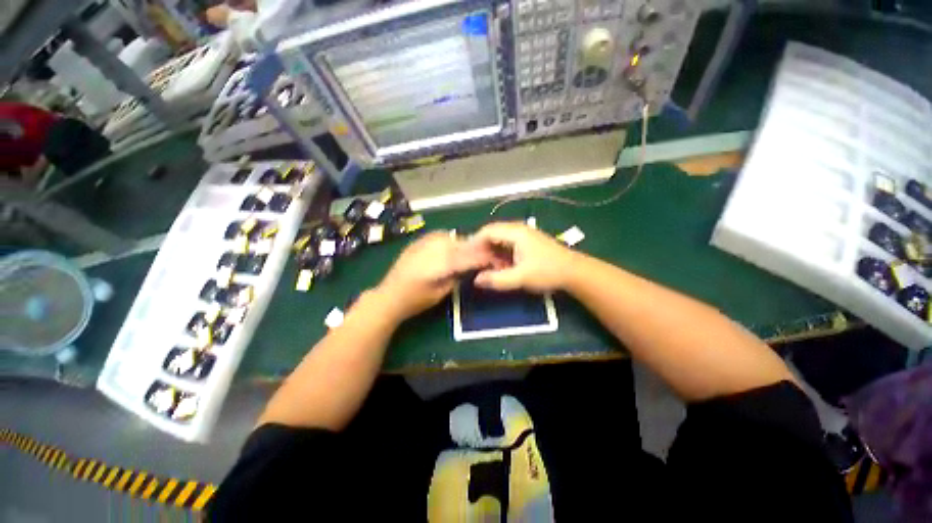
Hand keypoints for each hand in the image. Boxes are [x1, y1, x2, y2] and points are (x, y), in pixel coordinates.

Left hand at [376, 231, 494, 320]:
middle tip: (483, 255)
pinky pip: (439, 236)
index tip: (493, 259)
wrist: (389, 294)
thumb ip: (458, 276)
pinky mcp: (418, 241)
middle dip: (474, 248)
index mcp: (441, 263)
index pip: (468, 256)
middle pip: (461, 243)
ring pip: (451, 237)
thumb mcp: (442, 293)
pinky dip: (449, 239)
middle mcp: (434, 248)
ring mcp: (424, 242)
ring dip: (462, 242)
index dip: (482, 257)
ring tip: (467, 251)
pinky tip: (450, 246)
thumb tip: (470, 267)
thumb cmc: (416, 299)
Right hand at [470, 222, 577, 291]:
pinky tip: (501, 267)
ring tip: (487, 267)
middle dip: (482, 249)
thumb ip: (497, 279)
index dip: (475, 242)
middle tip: (475, 263)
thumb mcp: (521, 277)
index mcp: (516, 233)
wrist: (574, 272)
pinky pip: (508, 245)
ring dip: (492, 253)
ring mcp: (524, 235)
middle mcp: (519, 230)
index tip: (466, 256)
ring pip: (500, 240)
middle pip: (493, 234)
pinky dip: (501, 255)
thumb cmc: (547, 271)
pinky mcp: (528, 243)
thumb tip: (476, 280)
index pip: (488, 231)